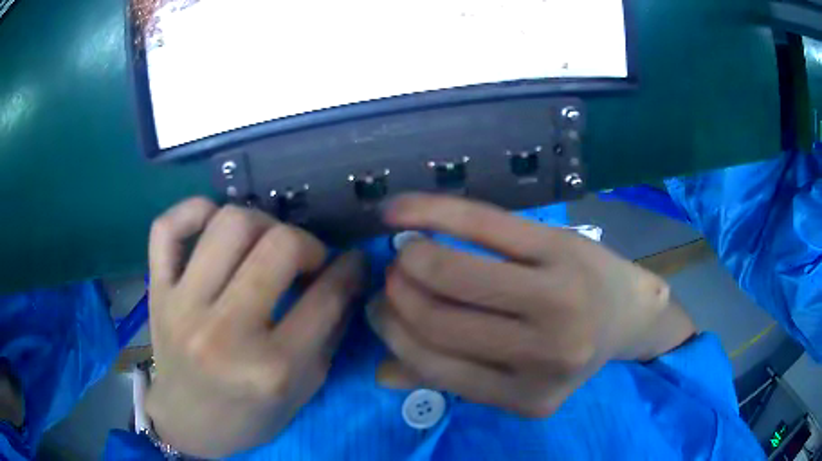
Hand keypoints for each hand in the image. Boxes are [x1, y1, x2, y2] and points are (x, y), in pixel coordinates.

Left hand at [145, 198, 364, 457]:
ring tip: (263, 244)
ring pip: (228, 223)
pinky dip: (195, 211)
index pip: (325, 297)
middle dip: (308, 244)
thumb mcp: (303, 388)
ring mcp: (182, 306)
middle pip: (279, 246)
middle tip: (307, 260)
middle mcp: (224, 333)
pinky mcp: (156, 291)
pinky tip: (214, 224)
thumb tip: (348, 274)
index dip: (350, 269)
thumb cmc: (251, 415)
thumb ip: (330, 330)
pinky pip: (168, 227)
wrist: (189, 422)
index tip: (354, 260)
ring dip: (261, 223)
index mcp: (271, 369)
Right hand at [369, 194, 693, 416]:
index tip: (379, 308)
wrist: (626, 312)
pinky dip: (434, 211)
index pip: (435, 365)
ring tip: (405, 250)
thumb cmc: (568, 349)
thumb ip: (453, 380)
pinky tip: (400, 210)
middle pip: (440, 319)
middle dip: (398, 293)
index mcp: (528, 396)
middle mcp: (546, 353)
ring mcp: (558, 296)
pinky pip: (483, 223)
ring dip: (412, 257)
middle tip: (392, 276)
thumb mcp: (516, 378)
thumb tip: (382, 375)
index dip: (393, 332)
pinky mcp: (561, 246)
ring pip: (455, 271)